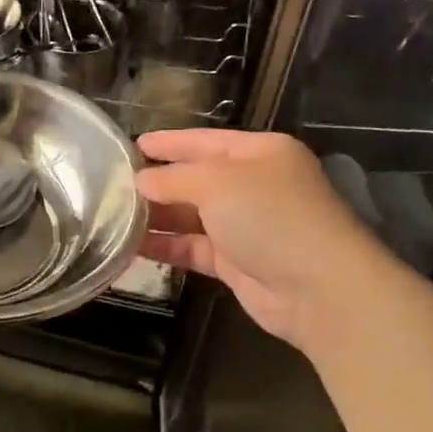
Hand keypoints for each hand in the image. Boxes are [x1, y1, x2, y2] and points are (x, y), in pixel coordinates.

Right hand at [137, 128, 387, 349]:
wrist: (320, 290)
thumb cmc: (271, 217)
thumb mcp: (217, 183)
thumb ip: (173, 178)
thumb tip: (140, 181)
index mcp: (260, 153)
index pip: (204, 141)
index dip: (168, 142)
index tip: (131, 145)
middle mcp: (254, 185)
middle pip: (196, 178)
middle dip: (157, 182)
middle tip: (112, 184)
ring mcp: (246, 225)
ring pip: (191, 215)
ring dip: (156, 216)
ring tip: (113, 215)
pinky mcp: (237, 262)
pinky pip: (193, 247)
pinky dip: (166, 246)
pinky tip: (132, 246)